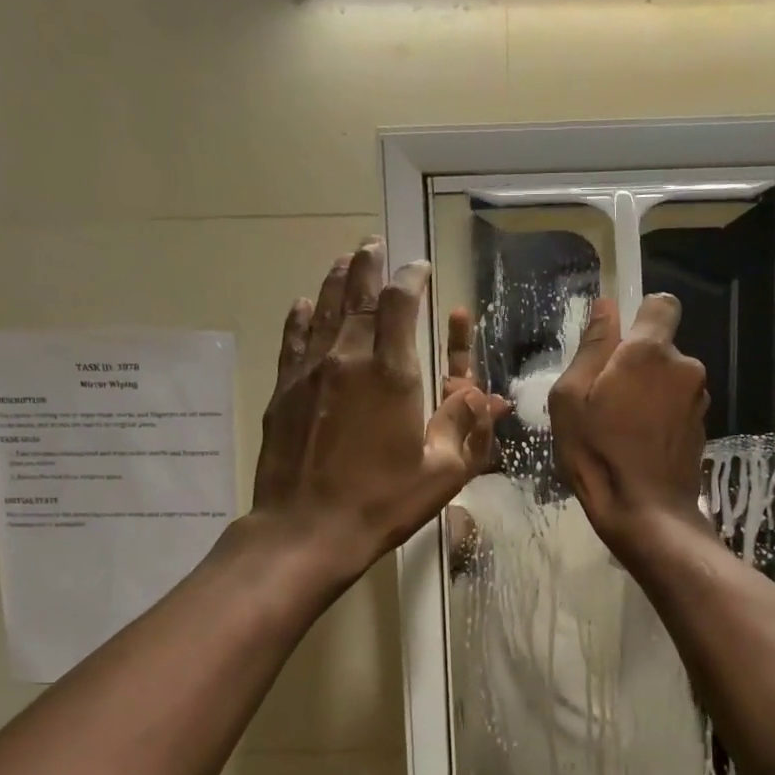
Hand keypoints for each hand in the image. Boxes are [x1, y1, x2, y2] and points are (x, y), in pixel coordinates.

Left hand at [251, 239, 502, 576]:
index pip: (401, 303)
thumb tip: (490, 398)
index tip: (420, 267)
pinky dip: (302, 316)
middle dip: (370, 265)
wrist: (306, 529)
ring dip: (336, 280)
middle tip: (376, 245)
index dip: (411, 277)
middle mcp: (348, 359)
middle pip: (358, 294)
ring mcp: (310, 372)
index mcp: (392, 374)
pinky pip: (294, 339)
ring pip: (323, 309)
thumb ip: (466, 427)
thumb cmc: (382, 502)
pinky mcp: (284, 390)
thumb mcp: (442, 472)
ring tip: (346, 259)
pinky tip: (303, 304)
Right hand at [548, 294, 711, 554]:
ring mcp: (698, 400)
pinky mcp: (702, 428)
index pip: (662, 304)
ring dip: (648, 393)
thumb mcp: (571, 399)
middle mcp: (685, 367)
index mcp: (650, 352)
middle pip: (660, 348)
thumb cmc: (597, 453)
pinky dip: (660, 417)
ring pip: (668, 380)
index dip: (640, 316)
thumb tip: (606, 307)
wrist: (646, 514)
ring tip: (620, 428)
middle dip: (636, 364)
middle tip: (604, 400)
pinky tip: (639, 446)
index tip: (617, 344)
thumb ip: (592, 348)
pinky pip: (676, 407)